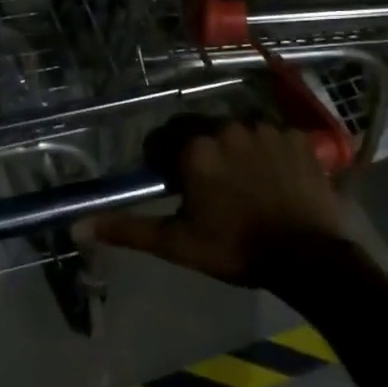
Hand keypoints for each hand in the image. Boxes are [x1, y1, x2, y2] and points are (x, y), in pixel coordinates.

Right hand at [80, 119, 343, 284]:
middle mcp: (227, 127)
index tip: (172, 185)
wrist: (309, 259)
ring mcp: (266, 129)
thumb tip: (78, 227)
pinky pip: (270, 135)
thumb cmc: (235, 249)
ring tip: (241, 181)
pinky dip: (265, 150)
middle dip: (195, 150)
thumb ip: (127, 229)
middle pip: (198, 129)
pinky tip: (272, 177)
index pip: (162, 140)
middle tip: (205, 184)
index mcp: (195, 149)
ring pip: (235, 130)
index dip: (162, 162)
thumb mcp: (176, 243)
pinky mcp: (297, 137)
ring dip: (230, 148)